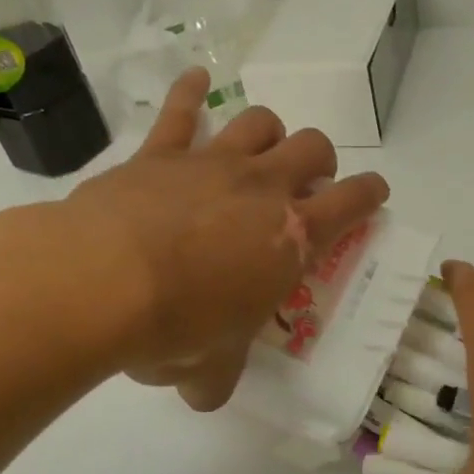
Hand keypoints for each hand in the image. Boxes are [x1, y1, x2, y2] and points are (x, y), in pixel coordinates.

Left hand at [57, 69, 388, 409]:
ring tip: (260, 147)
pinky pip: (179, 110)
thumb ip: (217, 377)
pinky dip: (189, 92)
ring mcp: (212, 163)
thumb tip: (205, 394)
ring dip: (269, 130)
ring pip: (260, 121)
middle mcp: (262, 189)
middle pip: (313, 147)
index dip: (370, 194)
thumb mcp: (209, 367)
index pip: (352, 204)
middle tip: (307, 182)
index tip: (374, 193)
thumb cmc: (174, 328)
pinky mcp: (159, 153)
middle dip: (319, 160)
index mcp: (291, 239)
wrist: (99, 284)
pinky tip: (195, 79)